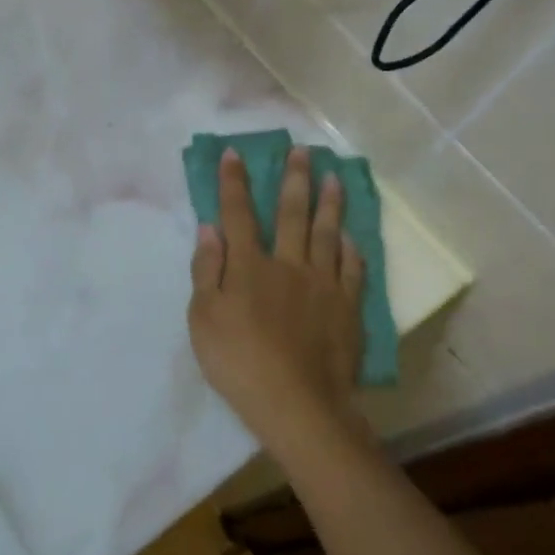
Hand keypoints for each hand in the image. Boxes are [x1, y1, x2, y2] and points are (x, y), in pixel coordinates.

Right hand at [188, 146, 369, 462]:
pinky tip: (349, 236)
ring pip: (326, 233)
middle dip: (293, 179)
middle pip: (291, 213)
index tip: (234, 153)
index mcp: (249, 267)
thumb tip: (209, 228)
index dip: (234, 183)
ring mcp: (322, 284)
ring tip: (334, 177)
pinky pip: (351, 268)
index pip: (238, 214)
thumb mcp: (203, 320)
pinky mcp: (347, 307)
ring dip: (328, 203)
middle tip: (302, 150)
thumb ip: (206, 271)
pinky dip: (350, 249)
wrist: (298, 404)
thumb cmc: (239, 363)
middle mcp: (288, 264)